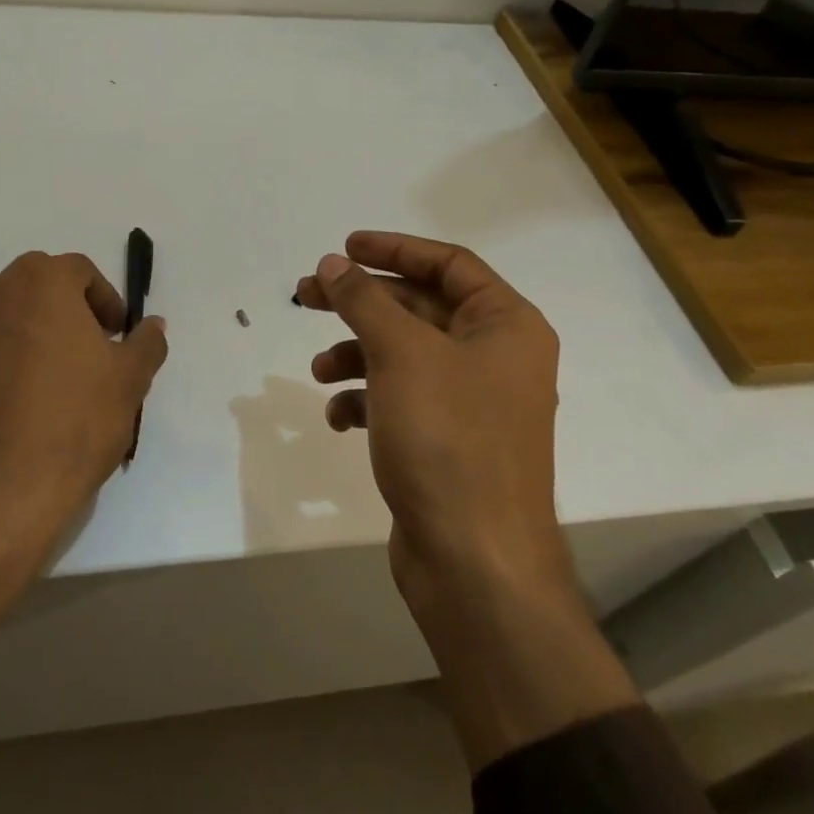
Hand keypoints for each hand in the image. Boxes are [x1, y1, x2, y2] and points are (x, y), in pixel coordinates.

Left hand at [0, 252, 167, 649]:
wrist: (3, 490)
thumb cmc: (76, 419)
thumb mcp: (131, 379)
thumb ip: (146, 342)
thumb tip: (153, 325)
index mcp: (41, 282)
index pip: (80, 270)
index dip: (107, 300)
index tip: (118, 336)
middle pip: (44, 285)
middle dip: (73, 308)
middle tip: (96, 348)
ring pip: (17, 313)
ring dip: (44, 330)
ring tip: (68, 376)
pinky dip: (18, 355)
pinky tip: (36, 398)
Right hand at [296, 232, 633, 765]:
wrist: (475, 566)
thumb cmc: (448, 439)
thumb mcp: (402, 354)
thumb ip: (364, 299)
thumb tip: (334, 262)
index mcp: (506, 325)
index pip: (448, 263)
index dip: (394, 248)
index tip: (345, 247)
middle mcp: (496, 357)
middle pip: (419, 307)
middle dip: (362, 302)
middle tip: (306, 294)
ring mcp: (472, 402)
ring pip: (404, 354)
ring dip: (357, 353)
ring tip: (319, 369)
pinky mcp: (447, 441)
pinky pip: (401, 399)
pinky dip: (367, 399)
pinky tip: (338, 418)